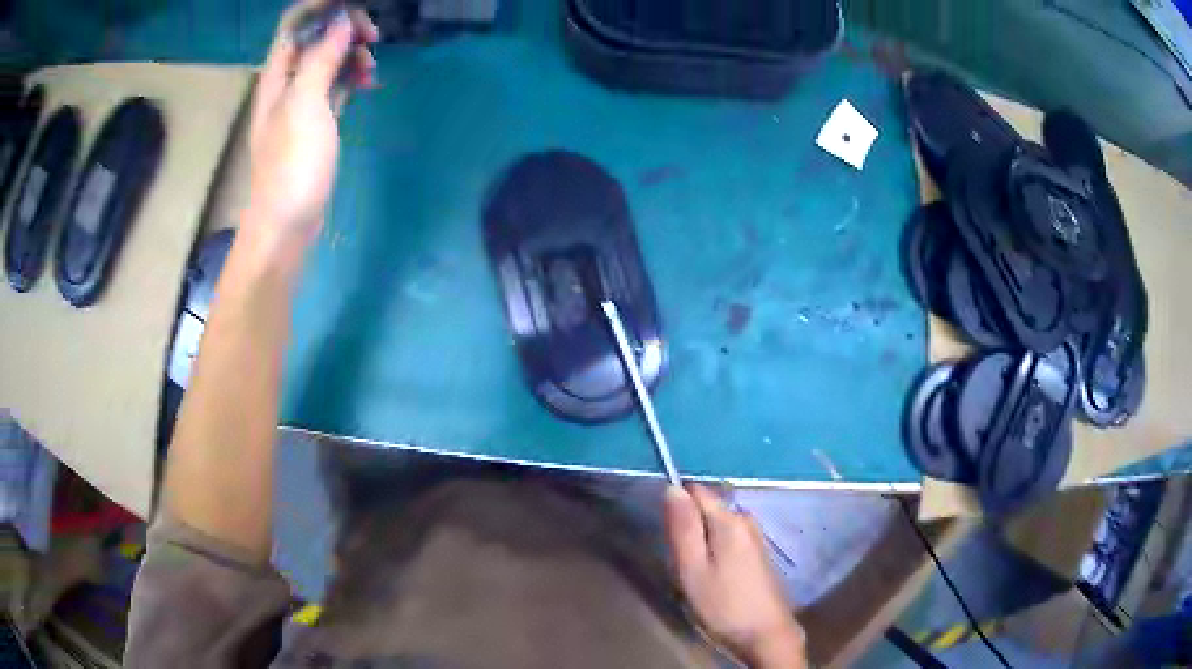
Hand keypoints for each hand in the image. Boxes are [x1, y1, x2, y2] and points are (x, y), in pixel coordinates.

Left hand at [245, 1, 378, 252]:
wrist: (285, 226)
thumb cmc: (292, 167)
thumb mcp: (306, 106)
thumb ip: (321, 58)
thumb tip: (341, 21)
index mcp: (277, 75)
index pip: (296, 23)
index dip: (323, 8)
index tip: (357, 9)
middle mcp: (286, 83)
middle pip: (314, 36)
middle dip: (343, 28)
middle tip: (373, 38)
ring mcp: (300, 103)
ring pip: (326, 60)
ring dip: (350, 53)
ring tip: (372, 67)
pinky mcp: (313, 122)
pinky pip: (333, 85)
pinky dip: (350, 77)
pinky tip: (368, 83)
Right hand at [664, 485, 806, 667]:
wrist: (766, 634)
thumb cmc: (723, 604)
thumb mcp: (692, 569)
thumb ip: (683, 527)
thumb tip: (672, 486)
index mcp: (729, 520)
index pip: (695, 490)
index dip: (676, 507)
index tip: (668, 536)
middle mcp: (746, 520)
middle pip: (706, 507)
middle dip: (688, 527)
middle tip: (681, 562)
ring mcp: (755, 537)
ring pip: (716, 525)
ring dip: (701, 542)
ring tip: (695, 573)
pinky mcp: (758, 553)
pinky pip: (728, 539)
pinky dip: (715, 551)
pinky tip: (713, 577)